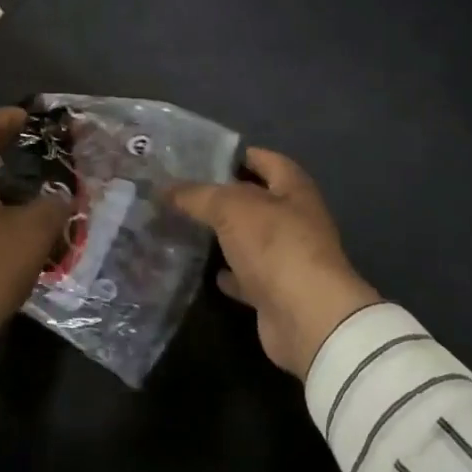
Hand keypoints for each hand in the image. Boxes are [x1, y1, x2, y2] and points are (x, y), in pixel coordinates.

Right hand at [169, 148, 381, 378]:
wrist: (306, 316)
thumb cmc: (275, 245)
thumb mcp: (230, 207)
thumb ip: (197, 195)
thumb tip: (165, 189)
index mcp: (293, 189)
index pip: (266, 160)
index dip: (237, 155)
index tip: (201, 157)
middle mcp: (295, 219)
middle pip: (256, 201)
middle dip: (222, 197)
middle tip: (181, 193)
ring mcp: (287, 258)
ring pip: (250, 239)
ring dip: (224, 235)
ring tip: (185, 227)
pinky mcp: (276, 292)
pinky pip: (247, 276)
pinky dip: (229, 273)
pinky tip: (204, 270)